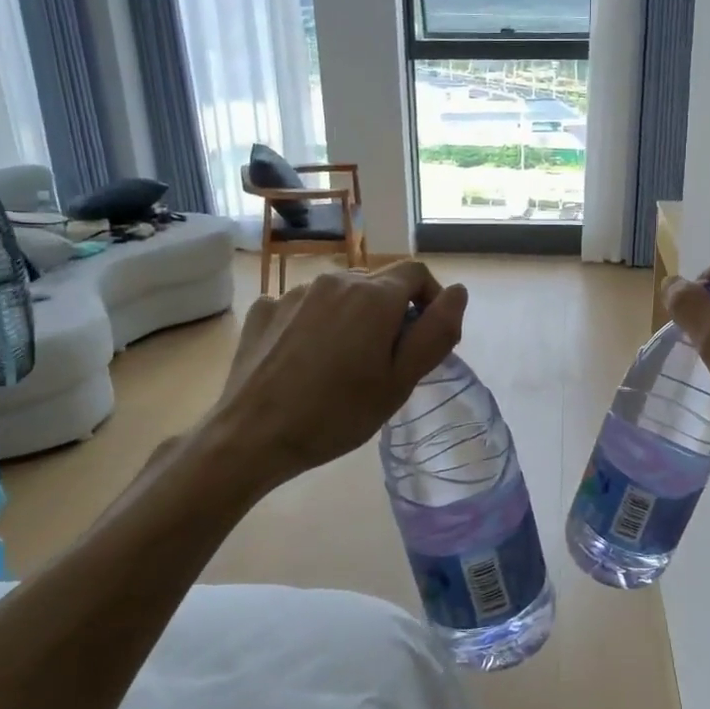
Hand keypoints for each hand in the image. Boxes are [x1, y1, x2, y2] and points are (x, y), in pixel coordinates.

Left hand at [201, 262, 467, 484]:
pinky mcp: (264, 310)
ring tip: (343, 363)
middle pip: (378, 282)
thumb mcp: (400, 382)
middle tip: (386, 360)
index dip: (430, 299)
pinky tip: (305, 360)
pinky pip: (304, 307)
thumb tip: (457, 292)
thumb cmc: (337, 414)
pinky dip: (315, 324)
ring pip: (340, 294)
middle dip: (391, 312)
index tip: (424, 338)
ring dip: (353, 317)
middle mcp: (334, 281)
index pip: (417, 273)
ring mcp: (294, 293)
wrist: (251, 436)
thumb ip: (436, 332)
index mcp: (373, 296)